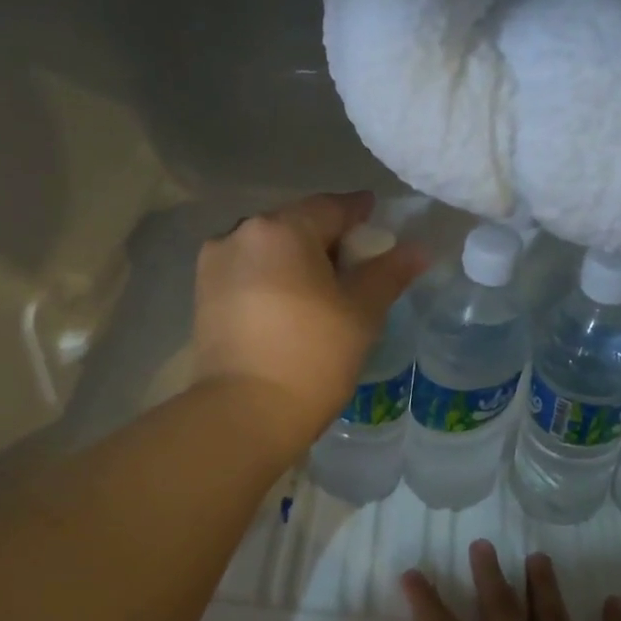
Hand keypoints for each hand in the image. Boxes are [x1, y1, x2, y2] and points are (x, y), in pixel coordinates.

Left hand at [194, 191, 424, 451]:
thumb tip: (418, 249)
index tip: (376, 220)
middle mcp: (240, 234)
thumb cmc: (312, 357)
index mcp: (281, 229)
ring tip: (319, 288)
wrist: (244, 413)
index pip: (331, 207)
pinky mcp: (202, 296)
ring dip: (294, 260)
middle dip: (325, 239)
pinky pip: (246, 273)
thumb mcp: (361, 314)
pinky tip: (287, 305)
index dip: (359, 213)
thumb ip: (389, 274)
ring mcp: (214, 265)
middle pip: (294, 225)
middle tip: (353, 263)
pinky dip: (270, 280)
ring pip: (266, 250)